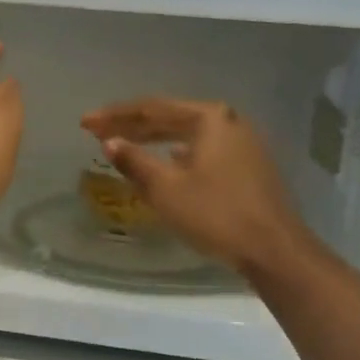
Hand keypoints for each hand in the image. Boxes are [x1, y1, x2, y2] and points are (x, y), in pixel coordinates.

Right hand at [81, 97, 314, 277]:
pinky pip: (201, 150)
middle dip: (132, 125)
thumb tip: (110, 142)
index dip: (114, 116)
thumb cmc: (215, 214)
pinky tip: (165, 160)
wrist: (274, 250)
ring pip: (186, 134)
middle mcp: (228, 122)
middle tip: (97, 131)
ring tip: (124, 143)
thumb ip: (134, 161)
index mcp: (209, 118)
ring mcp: (242, 144)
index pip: (151, 109)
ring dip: (153, 139)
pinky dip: (176, 153)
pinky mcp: (247, 166)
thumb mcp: (166, 189)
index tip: (85, 123)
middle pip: (170, 118)